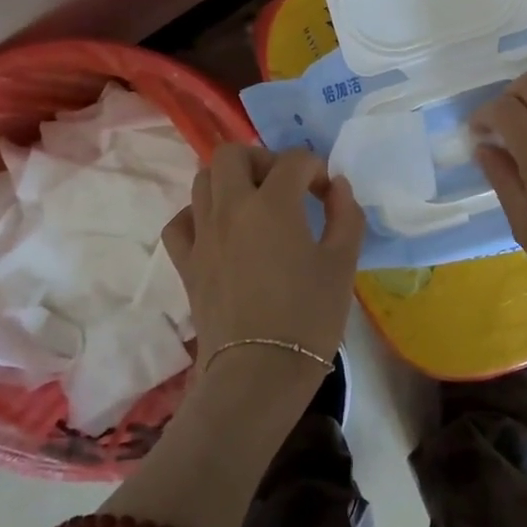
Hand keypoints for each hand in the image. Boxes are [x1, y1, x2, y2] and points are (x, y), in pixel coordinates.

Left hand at [162, 145, 365, 400]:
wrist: (259, 373)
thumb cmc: (309, 317)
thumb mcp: (343, 263)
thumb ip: (346, 215)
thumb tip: (338, 187)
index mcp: (273, 204)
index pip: (293, 160)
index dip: (316, 169)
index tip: (327, 194)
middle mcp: (231, 208)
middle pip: (232, 154)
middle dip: (262, 159)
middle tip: (283, 186)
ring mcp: (202, 235)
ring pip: (202, 181)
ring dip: (230, 182)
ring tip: (254, 206)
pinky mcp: (186, 263)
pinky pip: (181, 221)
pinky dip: (198, 215)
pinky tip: (219, 231)